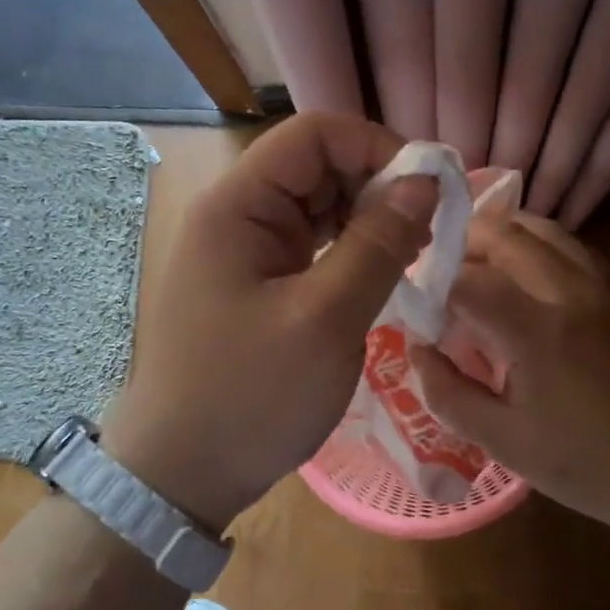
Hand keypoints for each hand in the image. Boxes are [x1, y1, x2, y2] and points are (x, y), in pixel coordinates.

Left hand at [101, 113, 436, 533]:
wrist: (181, 474)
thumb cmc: (249, 397)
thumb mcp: (325, 320)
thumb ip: (378, 245)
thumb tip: (426, 182)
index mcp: (237, 206)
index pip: (314, 135)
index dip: (377, 147)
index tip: (428, 190)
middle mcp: (237, 215)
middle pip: (317, 166)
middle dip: (377, 187)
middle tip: (428, 233)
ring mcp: (245, 251)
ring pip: (318, 207)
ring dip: (368, 221)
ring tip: (411, 256)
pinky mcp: (256, 283)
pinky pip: (311, 246)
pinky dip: (350, 252)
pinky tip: (380, 275)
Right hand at [407, 214, 609, 543]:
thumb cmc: (587, 464)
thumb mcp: (504, 442)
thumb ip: (449, 392)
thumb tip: (418, 348)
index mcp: (536, 329)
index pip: (467, 279)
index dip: (432, 283)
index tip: (414, 302)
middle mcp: (570, 291)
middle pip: (507, 234)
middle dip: (464, 241)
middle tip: (438, 266)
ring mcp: (603, 286)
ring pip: (545, 230)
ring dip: (503, 233)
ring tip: (477, 259)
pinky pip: (572, 247)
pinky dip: (538, 245)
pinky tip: (526, 273)